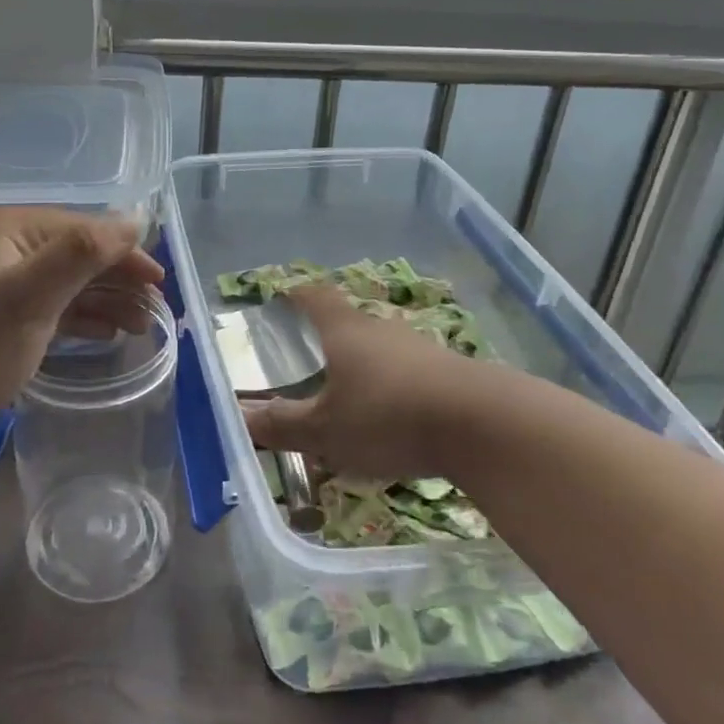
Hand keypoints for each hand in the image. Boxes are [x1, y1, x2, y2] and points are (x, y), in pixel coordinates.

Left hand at [0, 208, 163, 446]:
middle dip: (118, 280)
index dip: (124, 252)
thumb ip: (83, 252)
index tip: (159, 281)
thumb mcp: (31, 294)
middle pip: (77, 254)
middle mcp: (6, 247)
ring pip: (68, 282)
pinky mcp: (0, 315)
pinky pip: (52, 305)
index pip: (83, 229)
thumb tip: (136, 218)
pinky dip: (81, 316)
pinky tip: (105, 332)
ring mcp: (1, 281)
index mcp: (10, 229)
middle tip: (155, 310)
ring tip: (139, 325)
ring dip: (105, 300)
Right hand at [243, 283, 494, 480]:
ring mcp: (419, 347)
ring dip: (365, 365)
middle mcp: (380, 329)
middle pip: (348, 322)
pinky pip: (409, 371)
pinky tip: (395, 416)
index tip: (282, 295)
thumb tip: (239, 417)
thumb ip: (282, 425)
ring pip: (381, 348)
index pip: (314, 297)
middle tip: (310, 360)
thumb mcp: (326, 430)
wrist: (484, 425)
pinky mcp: (449, 371)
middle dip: (328, 338)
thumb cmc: (388, 417)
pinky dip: (394, 386)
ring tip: (351, 395)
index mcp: (344, 331)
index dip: (296, 294)